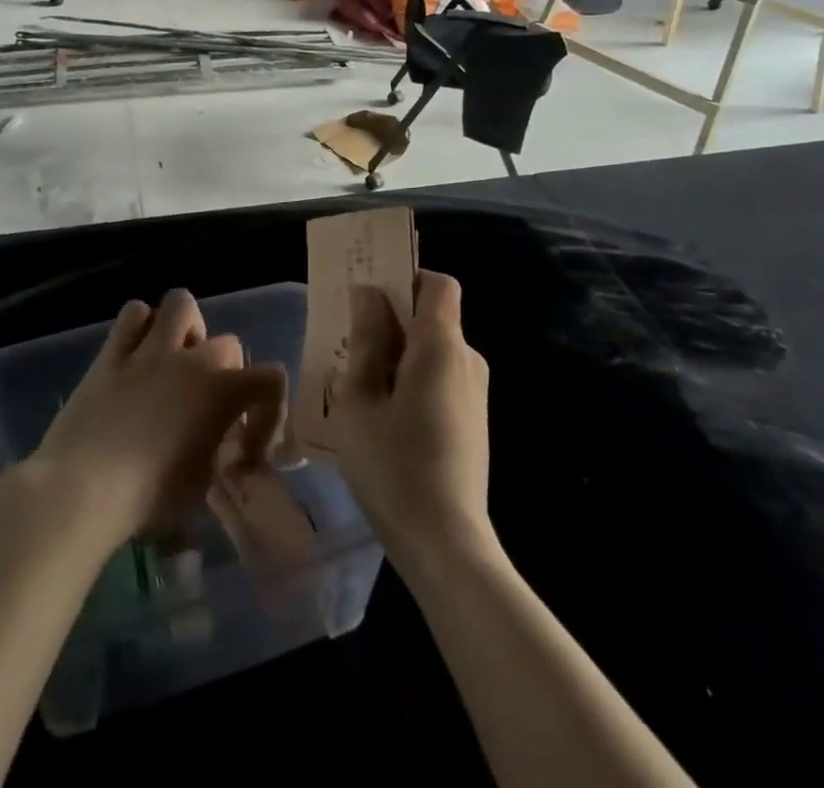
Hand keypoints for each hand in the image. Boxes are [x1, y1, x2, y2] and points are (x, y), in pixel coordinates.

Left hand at [28, 289, 286, 551]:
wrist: (82, 488)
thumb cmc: (148, 497)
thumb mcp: (202, 486)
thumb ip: (223, 455)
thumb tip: (227, 448)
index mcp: (223, 391)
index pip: (272, 379)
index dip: (268, 411)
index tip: (248, 447)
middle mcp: (192, 359)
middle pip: (228, 343)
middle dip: (226, 372)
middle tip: (207, 404)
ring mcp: (151, 349)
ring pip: (182, 303)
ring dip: (186, 328)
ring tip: (176, 358)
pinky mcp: (113, 351)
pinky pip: (134, 313)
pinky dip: (140, 327)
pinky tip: (137, 353)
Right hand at [330, 271, 491, 563]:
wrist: (446, 545)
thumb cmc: (394, 466)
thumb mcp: (360, 400)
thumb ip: (366, 341)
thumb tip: (368, 295)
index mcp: (441, 346)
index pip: (437, 283)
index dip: (405, 277)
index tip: (370, 296)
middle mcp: (467, 360)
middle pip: (432, 316)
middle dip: (392, 319)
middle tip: (349, 342)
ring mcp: (475, 393)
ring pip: (433, 350)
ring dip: (398, 354)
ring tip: (358, 385)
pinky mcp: (473, 422)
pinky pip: (440, 379)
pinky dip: (412, 380)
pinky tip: (382, 416)